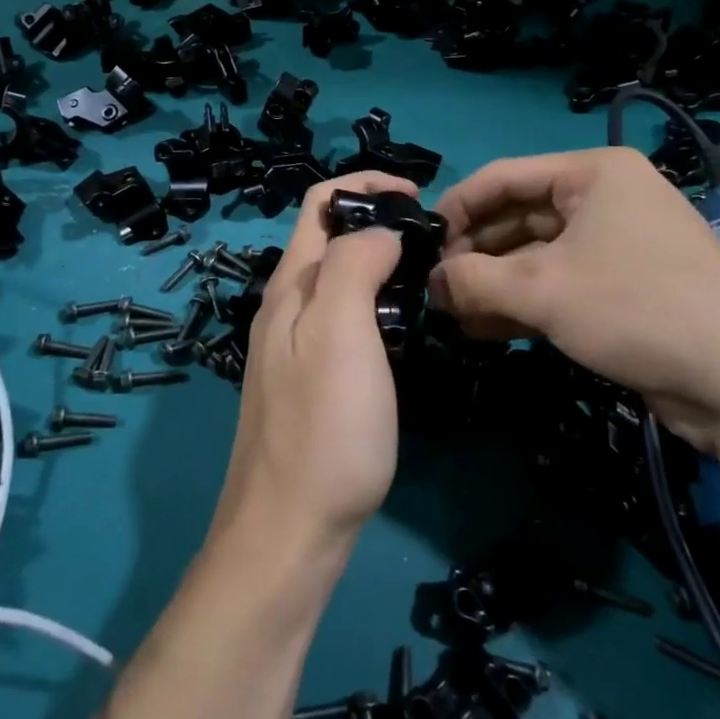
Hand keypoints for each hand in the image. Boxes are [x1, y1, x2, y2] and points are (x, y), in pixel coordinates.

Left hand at [211, 171, 422, 556]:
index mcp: (290, 285)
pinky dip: (376, 304)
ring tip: (426, 279)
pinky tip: (403, 329)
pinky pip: (344, 319)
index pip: (320, 203)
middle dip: (378, 222)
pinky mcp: (311, 381)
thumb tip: (379, 231)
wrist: (290, 532)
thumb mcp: (340, 332)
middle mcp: (286, 307)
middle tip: (433, 244)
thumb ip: (354, 265)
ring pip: (339, 280)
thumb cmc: (323, 428)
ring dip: (379, 263)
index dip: (366, 186)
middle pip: (329, 238)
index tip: (418, 200)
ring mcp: (295, 346)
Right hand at [430, 148, 719, 449]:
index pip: (503, 177)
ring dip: (494, 285)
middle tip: (435, 290)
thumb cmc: (636, 307)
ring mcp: (618, 246)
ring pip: (537, 257)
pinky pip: (561, 285)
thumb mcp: (542, 289)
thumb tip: (431, 283)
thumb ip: (473, 279)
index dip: (457, 208)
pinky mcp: (627, 290)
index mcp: (592, 174)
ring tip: (453, 316)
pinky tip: (487, 330)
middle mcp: (605, 200)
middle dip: (475, 255)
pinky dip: (524, 304)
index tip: (421, 244)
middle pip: (519, 218)